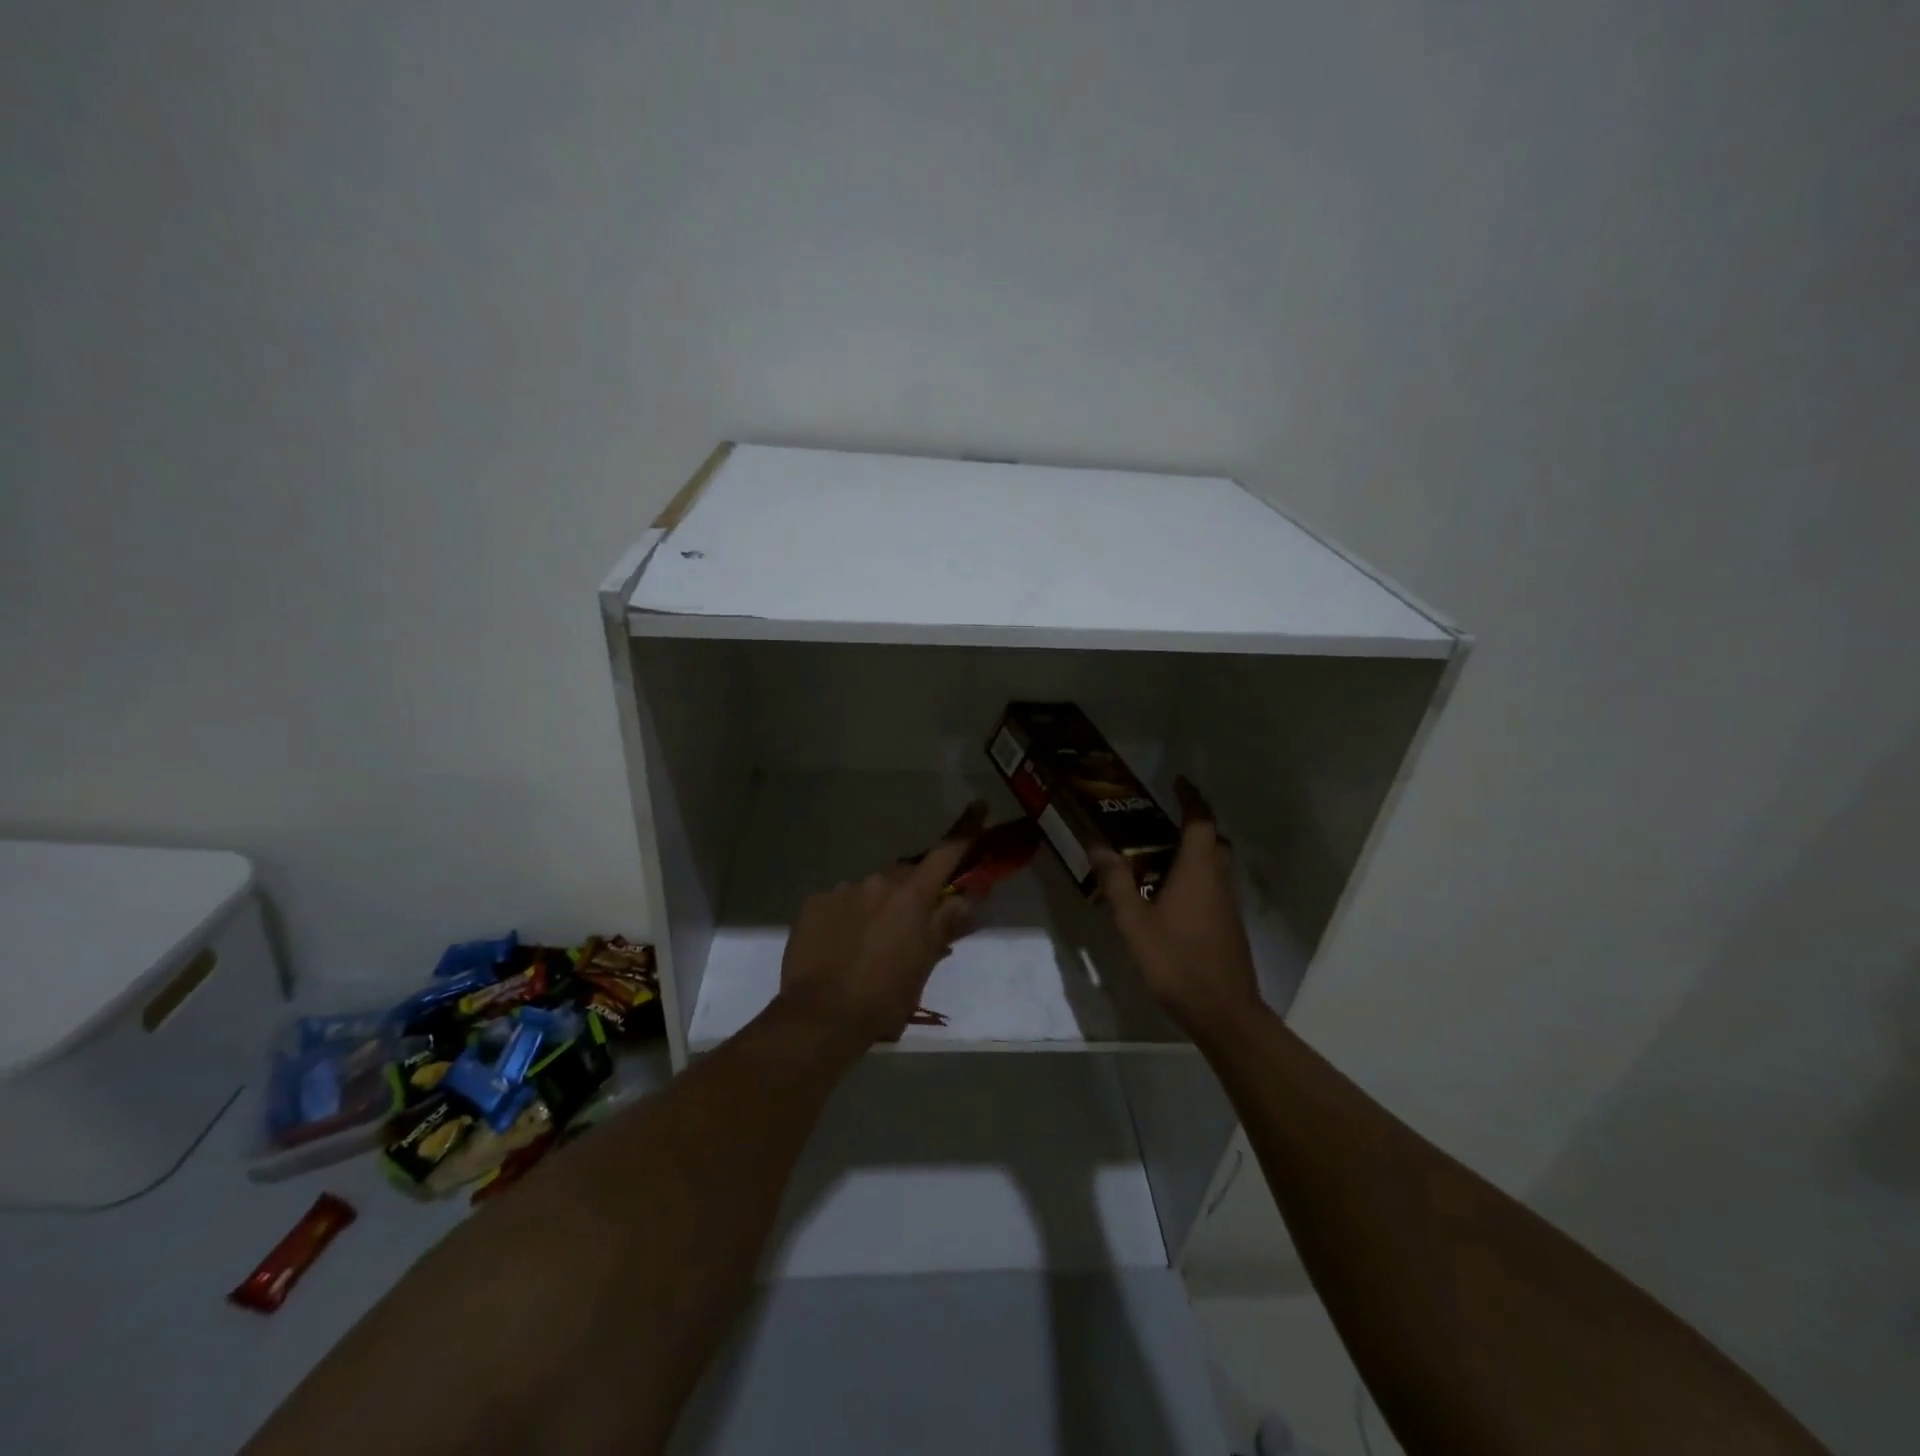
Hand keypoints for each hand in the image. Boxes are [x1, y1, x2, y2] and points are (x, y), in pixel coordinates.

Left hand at [776, 802, 987, 1044]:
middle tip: (909, 928)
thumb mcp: (924, 964)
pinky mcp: (814, 904)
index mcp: (911, 896)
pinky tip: (841, 947)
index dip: (966, 829)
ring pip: (870, 891)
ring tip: (868, 947)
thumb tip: (967, 897)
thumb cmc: (885, 996)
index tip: (978, 805)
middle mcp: (878, 883)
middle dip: (911, 894)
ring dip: (876, 908)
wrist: (821, 1017)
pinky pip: (839, 903)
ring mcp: (842, 891)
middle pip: (904, 877)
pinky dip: (846, 918)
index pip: (946, 854)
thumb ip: (946, 924)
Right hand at [1093, 777, 1260, 1034]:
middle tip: (1161, 819)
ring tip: (1158, 853)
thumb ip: (1116, 881)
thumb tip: (1098, 844)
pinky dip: (1195, 874)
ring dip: (1193, 849)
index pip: (1200, 820)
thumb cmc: (1176, 960)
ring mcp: (1227, 903)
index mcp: (1198, 870)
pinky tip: (1169, 893)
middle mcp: (1218, 879)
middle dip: (1192, 822)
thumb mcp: (1134, 921)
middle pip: (1212, 839)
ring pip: (1214, 863)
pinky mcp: (1228, 924)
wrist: (1222, 1010)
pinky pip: (1212, 884)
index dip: (1191, 798)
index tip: (1177, 782)